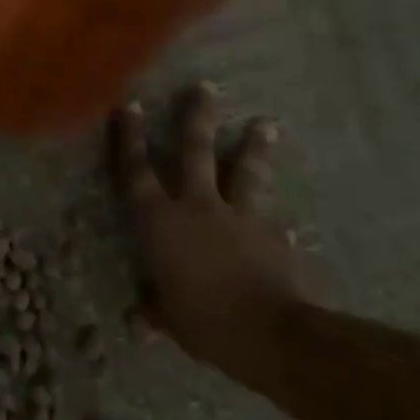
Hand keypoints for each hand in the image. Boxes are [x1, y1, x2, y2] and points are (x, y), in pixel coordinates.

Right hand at [108, 84, 317, 380]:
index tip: (130, 104)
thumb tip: (137, 320)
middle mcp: (198, 207)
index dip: (130, 137)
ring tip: (266, 123)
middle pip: (195, 151)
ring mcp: (240, 218)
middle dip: (197, 117)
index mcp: (160, 222)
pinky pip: (273, 222)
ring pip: (245, 172)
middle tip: (205, 86)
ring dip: (254, 147)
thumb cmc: (205, 322)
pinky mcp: (275, 237)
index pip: (136, 171)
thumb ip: (156, 310)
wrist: (271, 333)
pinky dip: (277, 221)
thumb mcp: (172, 320)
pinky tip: (289, 223)